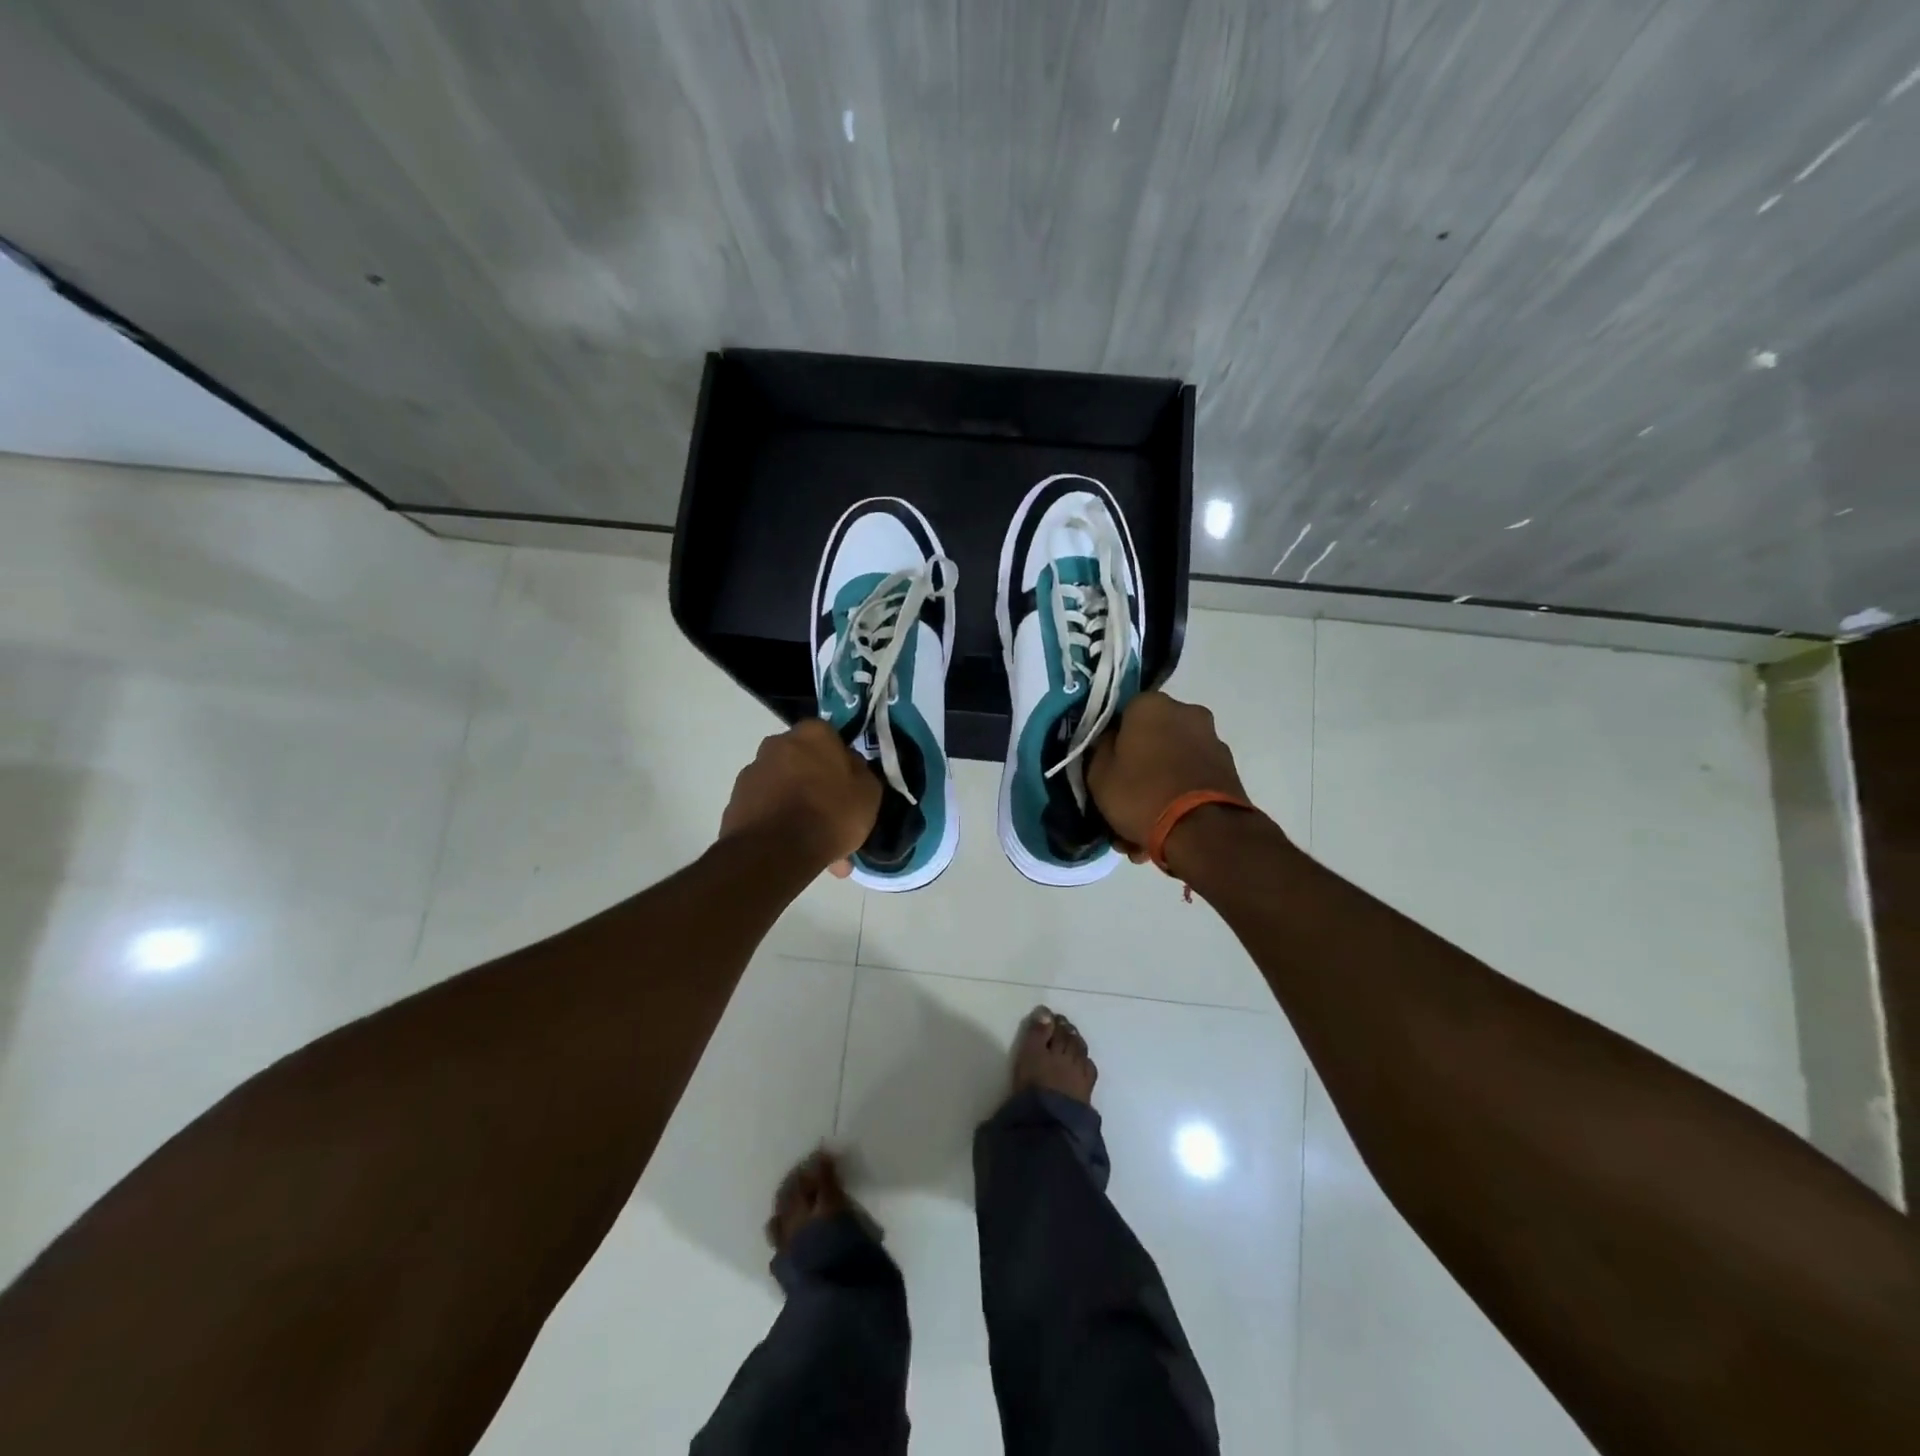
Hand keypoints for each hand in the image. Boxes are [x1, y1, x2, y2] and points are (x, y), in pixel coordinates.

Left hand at [719, 720, 880, 876]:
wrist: (775, 851)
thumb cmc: (830, 813)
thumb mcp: (868, 793)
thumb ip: (860, 773)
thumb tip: (850, 767)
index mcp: (812, 733)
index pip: (830, 737)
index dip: (839, 760)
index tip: (848, 784)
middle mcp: (777, 743)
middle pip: (802, 761)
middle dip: (815, 783)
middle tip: (831, 814)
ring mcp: (752, 772)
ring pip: (784, 786)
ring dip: (796, 805)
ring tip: (814, 841)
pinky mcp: (735, 801)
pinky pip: (767, 808)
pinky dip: (778, 822)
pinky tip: (793, 848)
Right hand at [1087, 691, 1253, 860]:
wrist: (1204, 832)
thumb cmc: (1142, 794)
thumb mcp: (1099, 775)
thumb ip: (1100, 750)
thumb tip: (1110, 742)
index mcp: (1151, 705)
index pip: (1122, 715)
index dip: (1112, 743)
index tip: (1105, 768)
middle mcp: (1186, 712)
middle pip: (1151, 740)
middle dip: (1138, 769)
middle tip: (1122, 802)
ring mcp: (1212, 740)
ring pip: (1172, 763)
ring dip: (1158, 788)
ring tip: (1143, 830)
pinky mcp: (1229, 770)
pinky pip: (1191, 780)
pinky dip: (1179, 798)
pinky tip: (1165, 832)